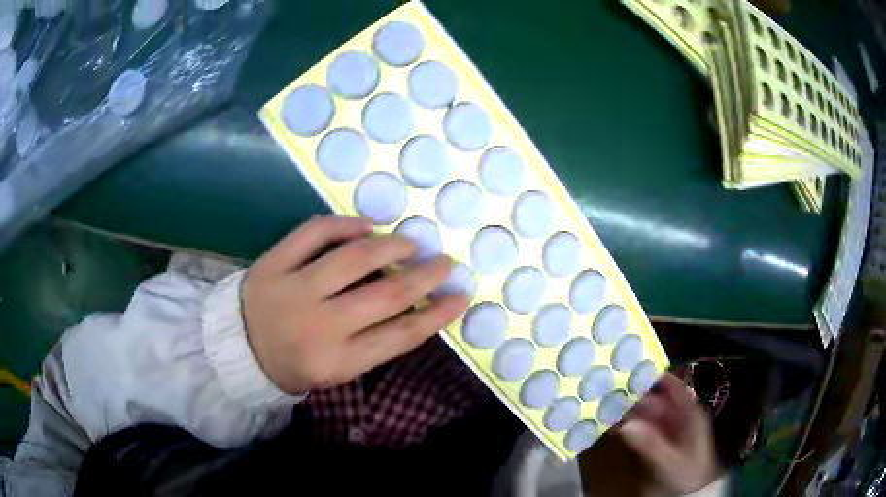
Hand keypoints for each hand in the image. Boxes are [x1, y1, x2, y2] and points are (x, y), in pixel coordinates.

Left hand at [242, 216, 468, 394]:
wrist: (239, 348)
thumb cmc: (296, 363)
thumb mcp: (337, 369)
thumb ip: (374, 343)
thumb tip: (415, 303)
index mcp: (337, 362)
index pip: (400, 336)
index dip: (436, 315)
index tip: (460, 297)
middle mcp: (319, 326)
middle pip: (385, 295)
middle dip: (424, 276)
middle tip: (443, 263)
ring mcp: (293, 290)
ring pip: (354, 258)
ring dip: (391, 245)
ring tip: (409, 242)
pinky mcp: (273, 263)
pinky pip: (314, 233)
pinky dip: (345, 224)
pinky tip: (366, 226)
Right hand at [620, 373, 719, 495]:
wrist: (689, 492)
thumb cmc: (687, 472)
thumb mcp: (670, 460)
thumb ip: (650, 444)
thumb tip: (625, 426)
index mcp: (689, 413)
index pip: (675, 387)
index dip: (657, 377)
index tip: (634, 369)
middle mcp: (678, 416)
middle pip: (657, 399)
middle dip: (635, 396)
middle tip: (609, 392)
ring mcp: (667, 428)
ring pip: (646, 413)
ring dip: (629, 411)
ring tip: (605, 407)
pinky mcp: (657, 440)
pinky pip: (641, 428)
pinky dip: (628, 425)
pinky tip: (611, 424)